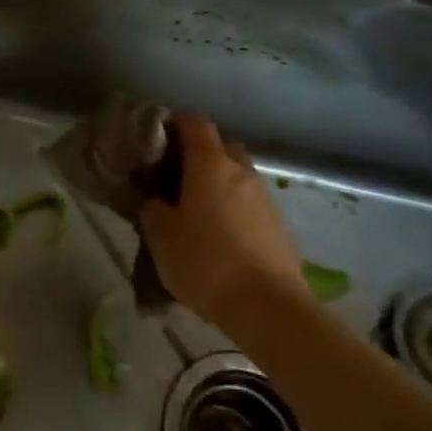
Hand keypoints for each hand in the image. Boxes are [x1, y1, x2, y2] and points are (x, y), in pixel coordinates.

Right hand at [140, 113, 306, 330]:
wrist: (269, 308)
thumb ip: (152, 209)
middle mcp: (241, 172)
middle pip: (221, 146)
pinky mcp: (279, 227)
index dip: (174, 124)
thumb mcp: (161, 237)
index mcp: (210, 164)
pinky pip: (250, 204)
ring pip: (237, 176)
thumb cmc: (206, 262)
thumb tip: (154, 200)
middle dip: (199, 153)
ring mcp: (265, 199)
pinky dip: (233, 209)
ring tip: (195, 211)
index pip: (194, 123)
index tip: (156, 140)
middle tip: (174, 176)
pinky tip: (219, 237)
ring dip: (218, 184)